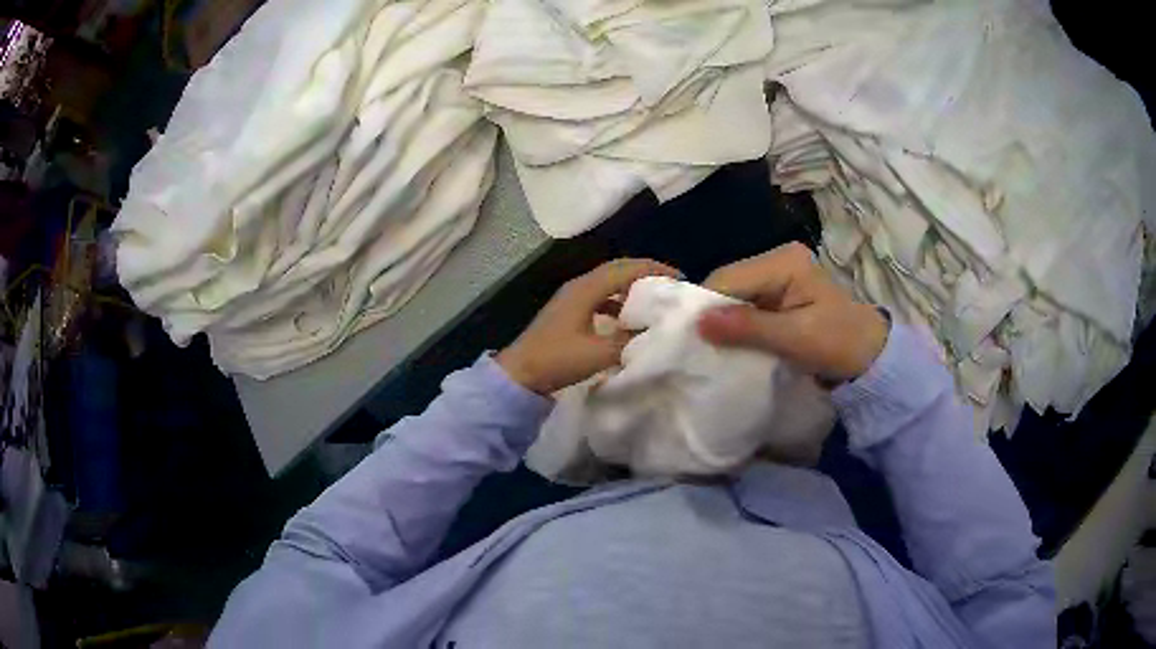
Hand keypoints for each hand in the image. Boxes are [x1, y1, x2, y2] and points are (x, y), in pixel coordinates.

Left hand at [498, 259, 681, 394]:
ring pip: (608, 283)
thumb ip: (629, 340)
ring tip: (654, 301)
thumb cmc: (557, 360)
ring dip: (631, 288)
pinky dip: (617, 302)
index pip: (626, 269)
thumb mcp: (598, 353)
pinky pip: (599, 297)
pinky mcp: (568, 312)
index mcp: (586, 289)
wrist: (519, 374)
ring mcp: (572, 298)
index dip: (654, 270)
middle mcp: (579, 286)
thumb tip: (656, 332)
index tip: (680, 278)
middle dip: (646, 274)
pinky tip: (626, 319)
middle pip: (618, 270)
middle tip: (671, 286)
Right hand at [697, 242, 888, 382]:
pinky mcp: (775, 290)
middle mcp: (776, 259)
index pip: (729, 277)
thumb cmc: (839, 344)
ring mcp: (775, 274)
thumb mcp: (796, 339)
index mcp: (784, 261)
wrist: (868, 355)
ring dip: (722, 320)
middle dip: (713, 313)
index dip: (706, 306)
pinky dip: (734, 323)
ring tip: (713, 347)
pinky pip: (742, 303)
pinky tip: (730, 340)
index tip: (691, 339)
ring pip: (731, 294)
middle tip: (700, 347)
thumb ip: (750, 328)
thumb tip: (700, 322)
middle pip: (727, 282)